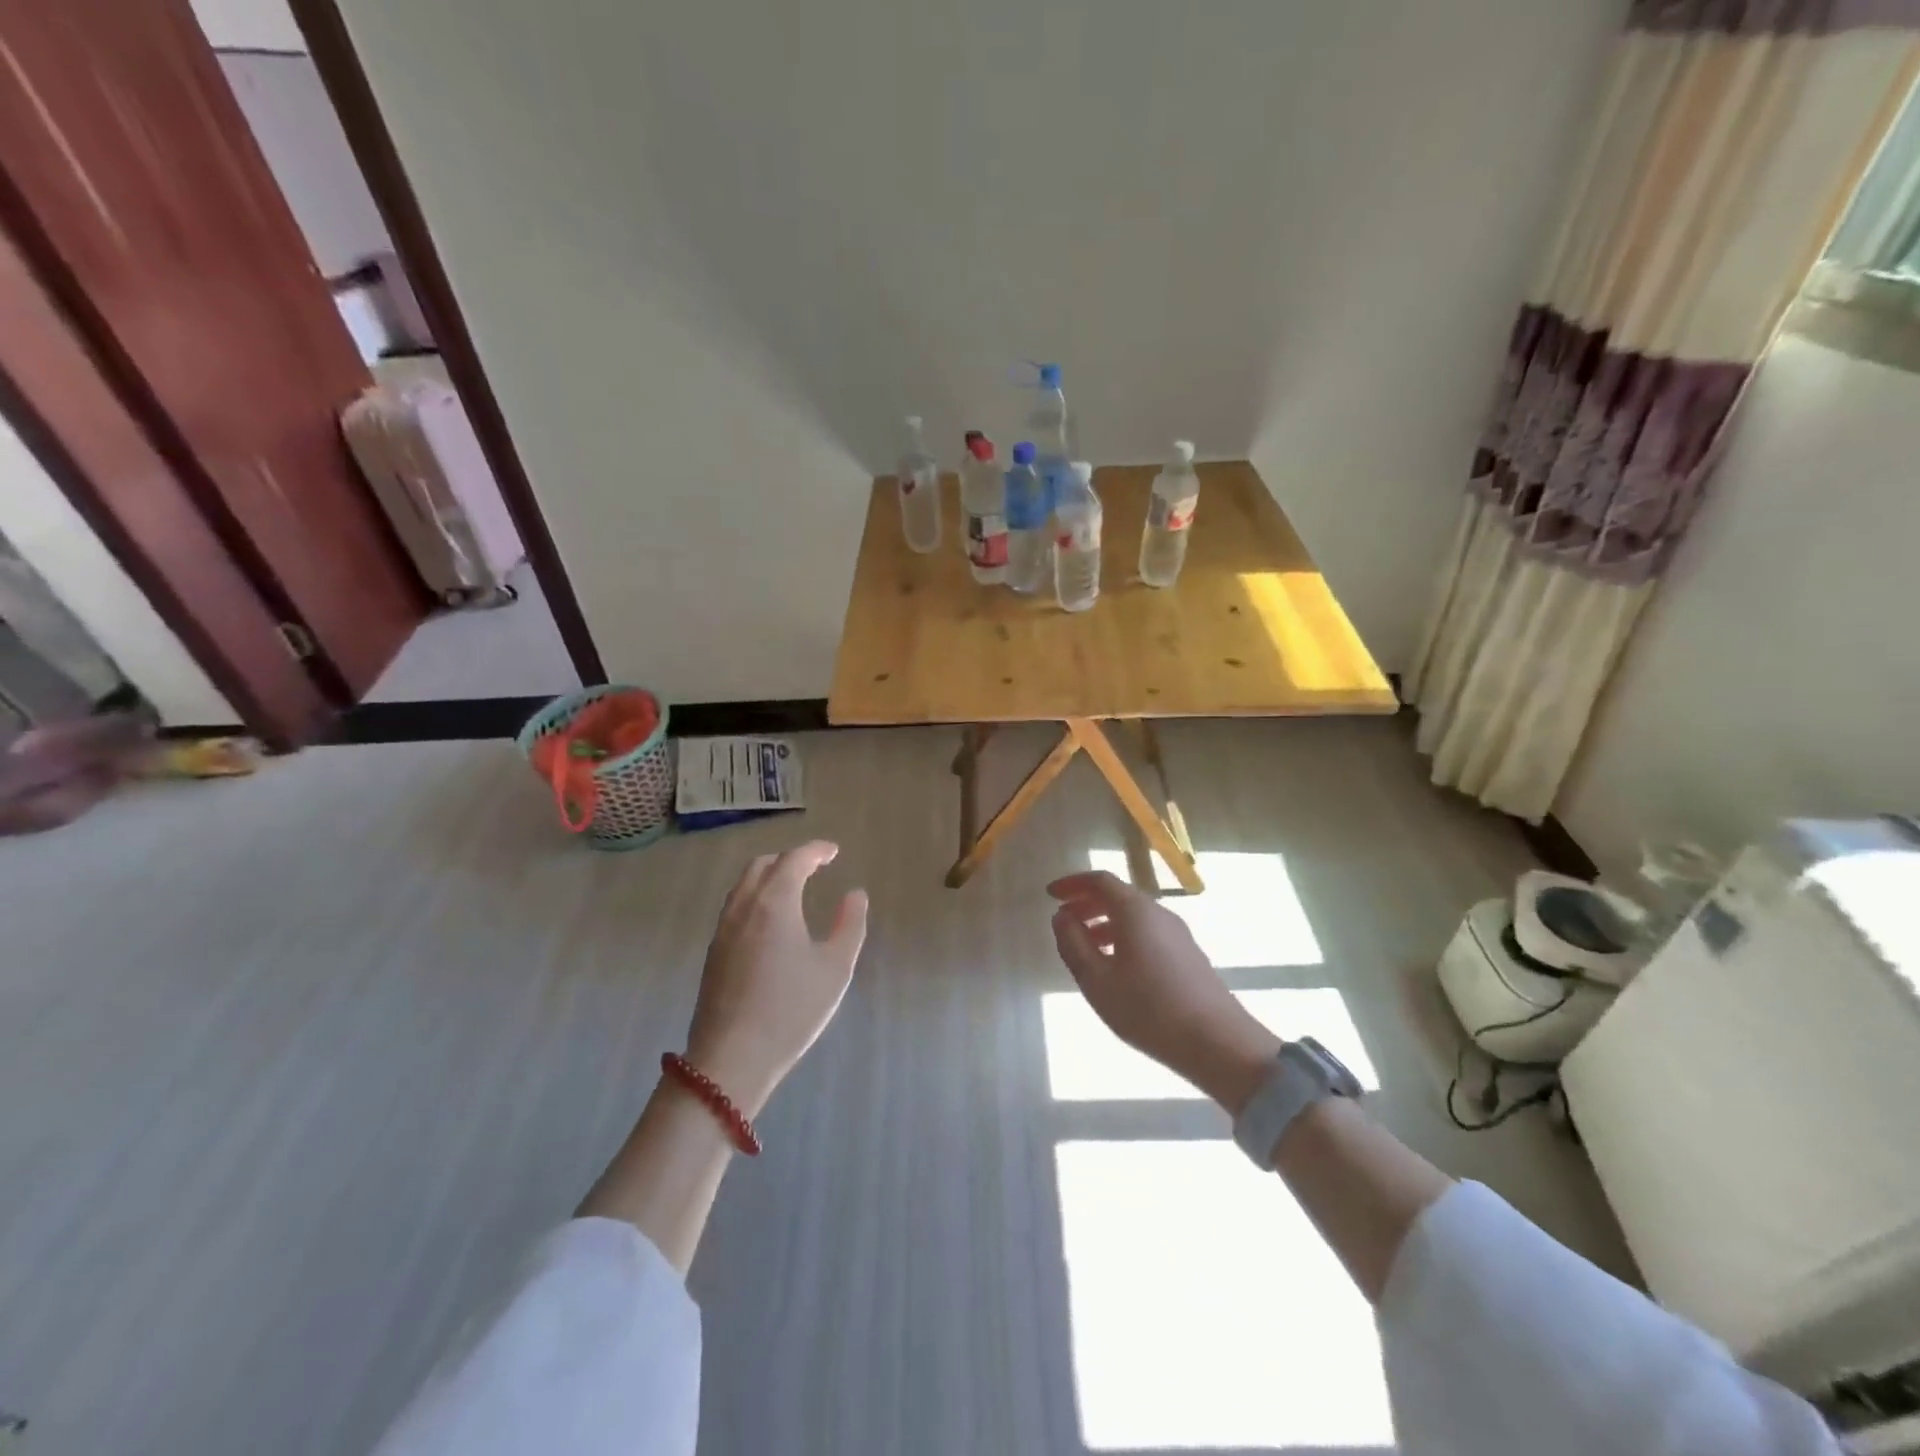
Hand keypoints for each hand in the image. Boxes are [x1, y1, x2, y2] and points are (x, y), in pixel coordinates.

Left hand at [683, 841, 867, 1116]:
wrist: (731, 1058)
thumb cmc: (791, 1009)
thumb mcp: (835, 968)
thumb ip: (850, 925)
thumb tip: (855, 895)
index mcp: (774, 902)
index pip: (794, 860)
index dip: (815, 851)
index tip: (833, 851)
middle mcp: (743, 907)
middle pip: (762, 866)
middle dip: (789, 858)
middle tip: (814, 866)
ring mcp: (723, 930)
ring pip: (743, 886)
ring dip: (769, 876)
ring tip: (792, 888)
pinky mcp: (713, 952)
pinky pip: (735, 907)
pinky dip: (755, 897)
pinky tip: (769, 921)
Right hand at [1048, 870, 1280, 1112]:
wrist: (1218, 1043)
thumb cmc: (1148, 1008)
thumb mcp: (1096, 979)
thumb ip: (1073, 944)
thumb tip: (1062, 917)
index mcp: (1135, 910)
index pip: (1100, 881)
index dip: (1072, 883)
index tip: (1050, 895)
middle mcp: (1158, 913)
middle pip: (1118, 896)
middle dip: (1086, 904)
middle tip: (1063, 922)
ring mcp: (1178, 934)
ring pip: (1134, 917)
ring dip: (1104, 924)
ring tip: (1084, 949)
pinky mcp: (1188, 956)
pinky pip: (1148, 933)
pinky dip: (1123, 938)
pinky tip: (1116, 969)